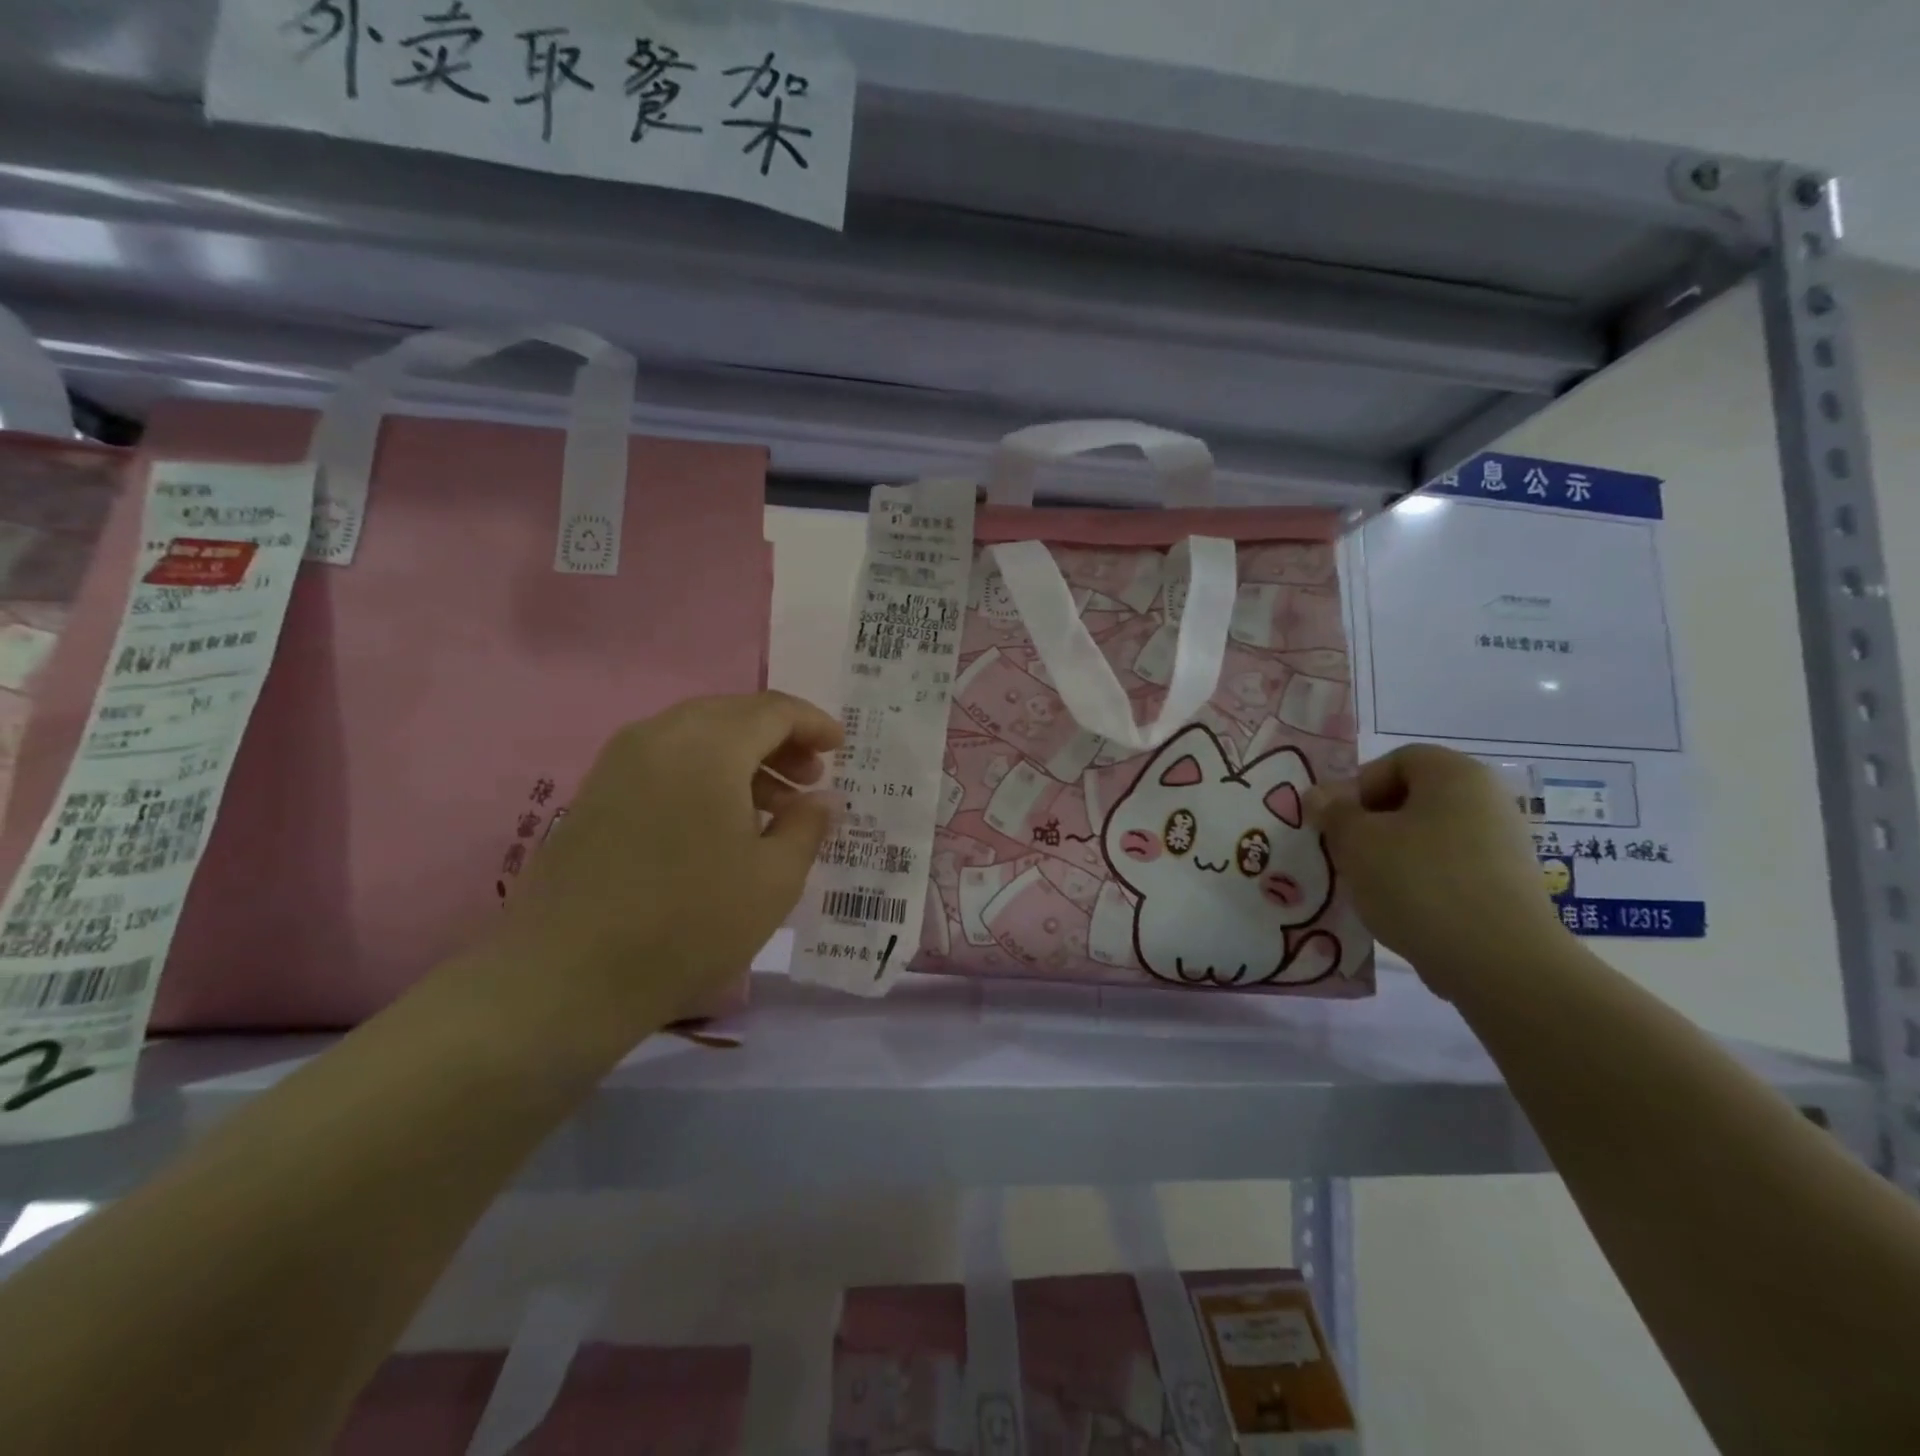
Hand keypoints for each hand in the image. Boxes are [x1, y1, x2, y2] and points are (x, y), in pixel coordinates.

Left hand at [491, 692, 842, 1030]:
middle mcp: (660, 736)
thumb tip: (822, 798)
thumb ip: (807, 826)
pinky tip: (722, 821)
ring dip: (743, 758)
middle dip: (779, 739)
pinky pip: (666, 761)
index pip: (773, 710)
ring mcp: (620, 762)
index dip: (813, 724)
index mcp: (708, 747)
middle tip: (811, 778)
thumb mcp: (774, 879)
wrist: (566, 977)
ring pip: (697, 736)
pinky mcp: (597, 792)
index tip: (840, 748)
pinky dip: (705, 773)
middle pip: (733, 714)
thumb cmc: (689, 923)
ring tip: (776, 805)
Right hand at [1305, 744, 1567, 998]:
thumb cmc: (1419, 882)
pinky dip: (1422, 884)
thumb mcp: (1356, 842)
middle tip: (1346, 854)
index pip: (1396, 761)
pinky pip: (1450, 871)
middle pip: (1413, 799)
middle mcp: (1488, 799)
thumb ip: (1333, 813)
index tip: (1337, 823)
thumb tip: (1319, 796)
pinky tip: (1404, 912)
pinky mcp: (1509, 887)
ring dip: (1393, 856)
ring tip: (1370, 888)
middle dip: (1372, 824)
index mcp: (1455, 774)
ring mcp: (1504, 845)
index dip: (1358, 787)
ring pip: (1429, 838)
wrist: (1500, 962)